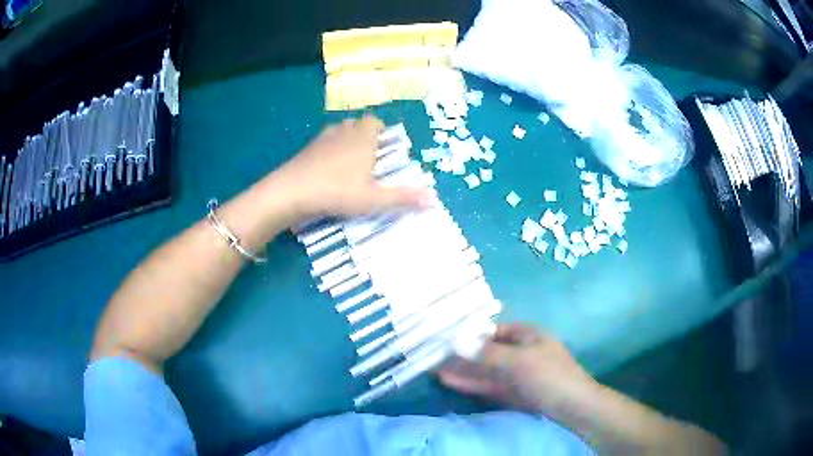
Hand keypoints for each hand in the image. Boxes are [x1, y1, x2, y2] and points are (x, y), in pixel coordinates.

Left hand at [275, 116, 433, 217]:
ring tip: (351, 162)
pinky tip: (328, 169)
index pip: (375, 121)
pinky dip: (330, 149)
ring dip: (348, 140)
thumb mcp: (373, 198)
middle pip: (358, 123)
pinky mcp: (307, 148)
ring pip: (340, 130)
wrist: (293, 191)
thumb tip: (434, 200)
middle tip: (371, 156)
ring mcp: (323, 137)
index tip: (385, 147)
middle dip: (366, 135)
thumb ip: (403, 198)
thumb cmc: (338, 191)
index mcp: (363, 137)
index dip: (381, 130)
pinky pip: (324, 141)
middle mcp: (344, 131)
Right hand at [438, 323, 597, 413]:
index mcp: (528, 335)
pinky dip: (472, 383)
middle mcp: (522, 351)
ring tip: (434, 370)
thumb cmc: (548, 376)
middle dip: (463, 355)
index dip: (472, 333)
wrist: (573, 407)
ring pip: (486, 370)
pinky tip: (451, 382)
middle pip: (487, 350)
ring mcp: (518, 374)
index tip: (447, 339)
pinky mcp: (515, 393)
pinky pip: (490, 384)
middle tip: (434, 357)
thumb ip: (486, 353)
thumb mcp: (517, 361)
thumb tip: (455, 340)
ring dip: (463, 370)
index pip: (494, 330)